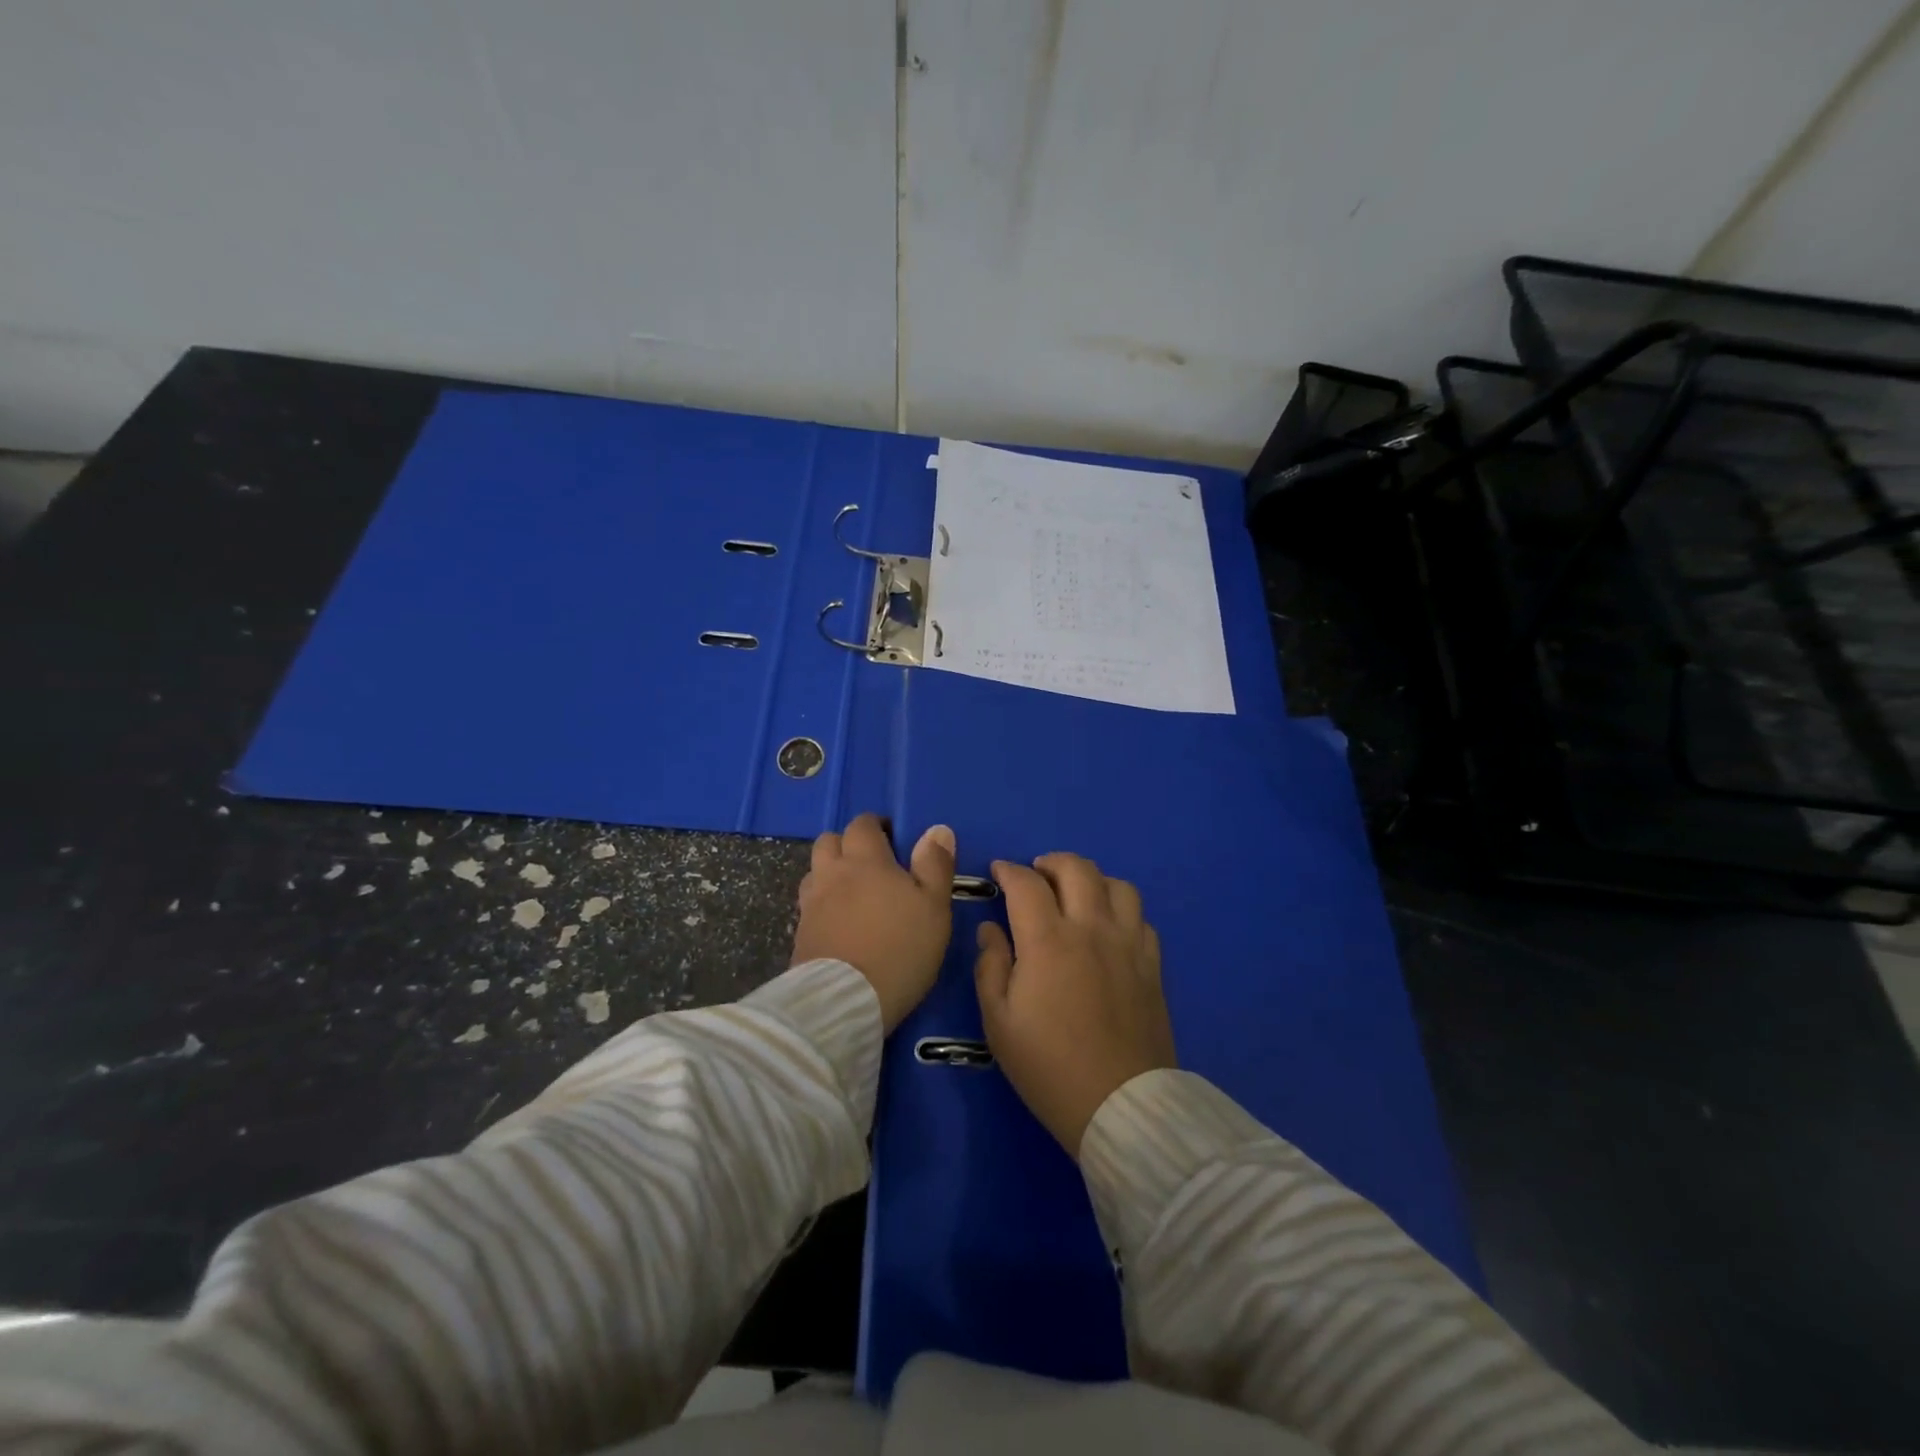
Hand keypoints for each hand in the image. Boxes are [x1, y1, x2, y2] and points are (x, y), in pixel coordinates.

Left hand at [791, 813, 955, 1032]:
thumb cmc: (900, 948)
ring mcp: (810, 904)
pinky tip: (838, 923)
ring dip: (830, 873)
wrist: (846, 1002)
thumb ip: (935, 865)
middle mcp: (832, 874)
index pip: (862, 824)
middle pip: (829, 841)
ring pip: (815, 872)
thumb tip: (937, 829)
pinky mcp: (799, 934)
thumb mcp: (934, 907)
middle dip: (848, 844)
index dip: (876, 826)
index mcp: (865, 860)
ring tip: (853, 893)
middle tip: (871, 864)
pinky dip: (822, 905)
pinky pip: (809, 905)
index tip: (894, 840)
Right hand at [974, 853, 1176, 1157]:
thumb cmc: (1048, 1066)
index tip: (998, 871)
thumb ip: (991, 966)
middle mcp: (1091, 928)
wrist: (1119, 1105)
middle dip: (1051, 862)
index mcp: (1048, 940)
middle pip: (1077, 869)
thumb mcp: (998, 1021)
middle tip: (1036, 874)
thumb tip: (991, 929)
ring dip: (1092, 879)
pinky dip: (1121, 909)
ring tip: (1076, 894)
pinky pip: (1141, 917)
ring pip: (1117, 885)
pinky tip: (1109, 926)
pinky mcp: (1152, 964)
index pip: (1026, 884)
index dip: (1009, 871)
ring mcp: (1128, 944)